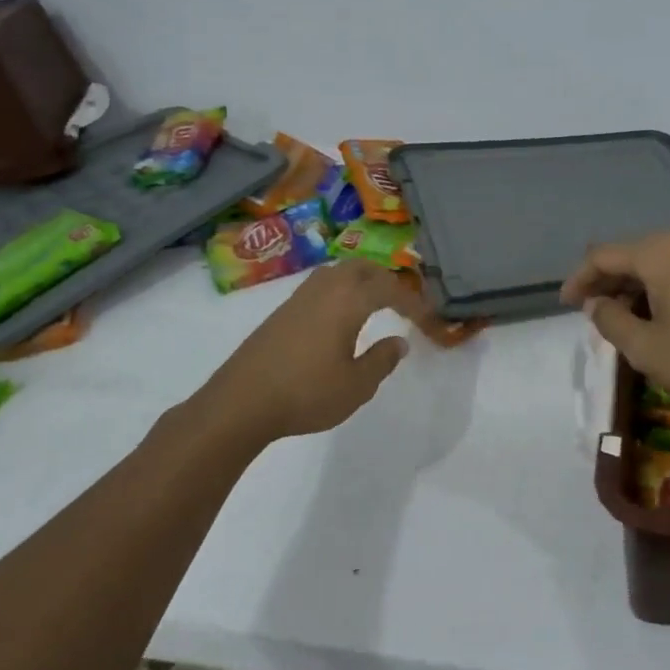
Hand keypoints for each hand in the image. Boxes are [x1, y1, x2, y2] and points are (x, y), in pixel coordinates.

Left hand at [186, 260, 439, 443]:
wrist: (240, 402)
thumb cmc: (306, 393)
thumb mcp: (356, 386)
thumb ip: (382, 360)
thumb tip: (399, 341)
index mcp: (348, 300)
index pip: (389, 289)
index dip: (413, 302)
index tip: (428, 320)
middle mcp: (325, 288)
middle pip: (362, 267)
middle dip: (386, 279)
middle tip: (402, 301)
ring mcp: (299, 297)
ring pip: (337, 272)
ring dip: (360, 280)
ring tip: (373, 302)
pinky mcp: (281, 311)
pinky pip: (320, 285)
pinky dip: (340, 290)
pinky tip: (339, 316)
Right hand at [561, 231, 669, 421]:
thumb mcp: (647, 349)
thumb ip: (611, 321)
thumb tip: (596, 304)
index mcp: (659, 251)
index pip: (603, 256)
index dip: (578, 279)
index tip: (564, 304)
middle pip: (630, 253)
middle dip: (606, 281)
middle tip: (590, 312)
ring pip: (656, 260)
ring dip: (633, 284)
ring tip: (619, 316)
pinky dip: (659, 284)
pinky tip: (656, 311)